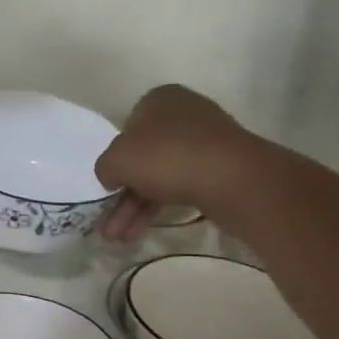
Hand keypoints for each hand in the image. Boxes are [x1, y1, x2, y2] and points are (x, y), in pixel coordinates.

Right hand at [95, 85, 257, 241]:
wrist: (233, 179)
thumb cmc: (168, 156)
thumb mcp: (118, 159)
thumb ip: (105, 166)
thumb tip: (112, 176)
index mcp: (160, 99)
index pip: (128, 127)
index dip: (116, 157)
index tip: (109, 184)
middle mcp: (185, 115)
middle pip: (144, 157)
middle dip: (123, 195)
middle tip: (109, 225)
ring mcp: (207, 143)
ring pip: (162, 176)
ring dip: (136, 208)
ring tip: (120, 238)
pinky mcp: (223, 170)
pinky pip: (183, 186)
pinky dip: (161, 207)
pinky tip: (143, 229)